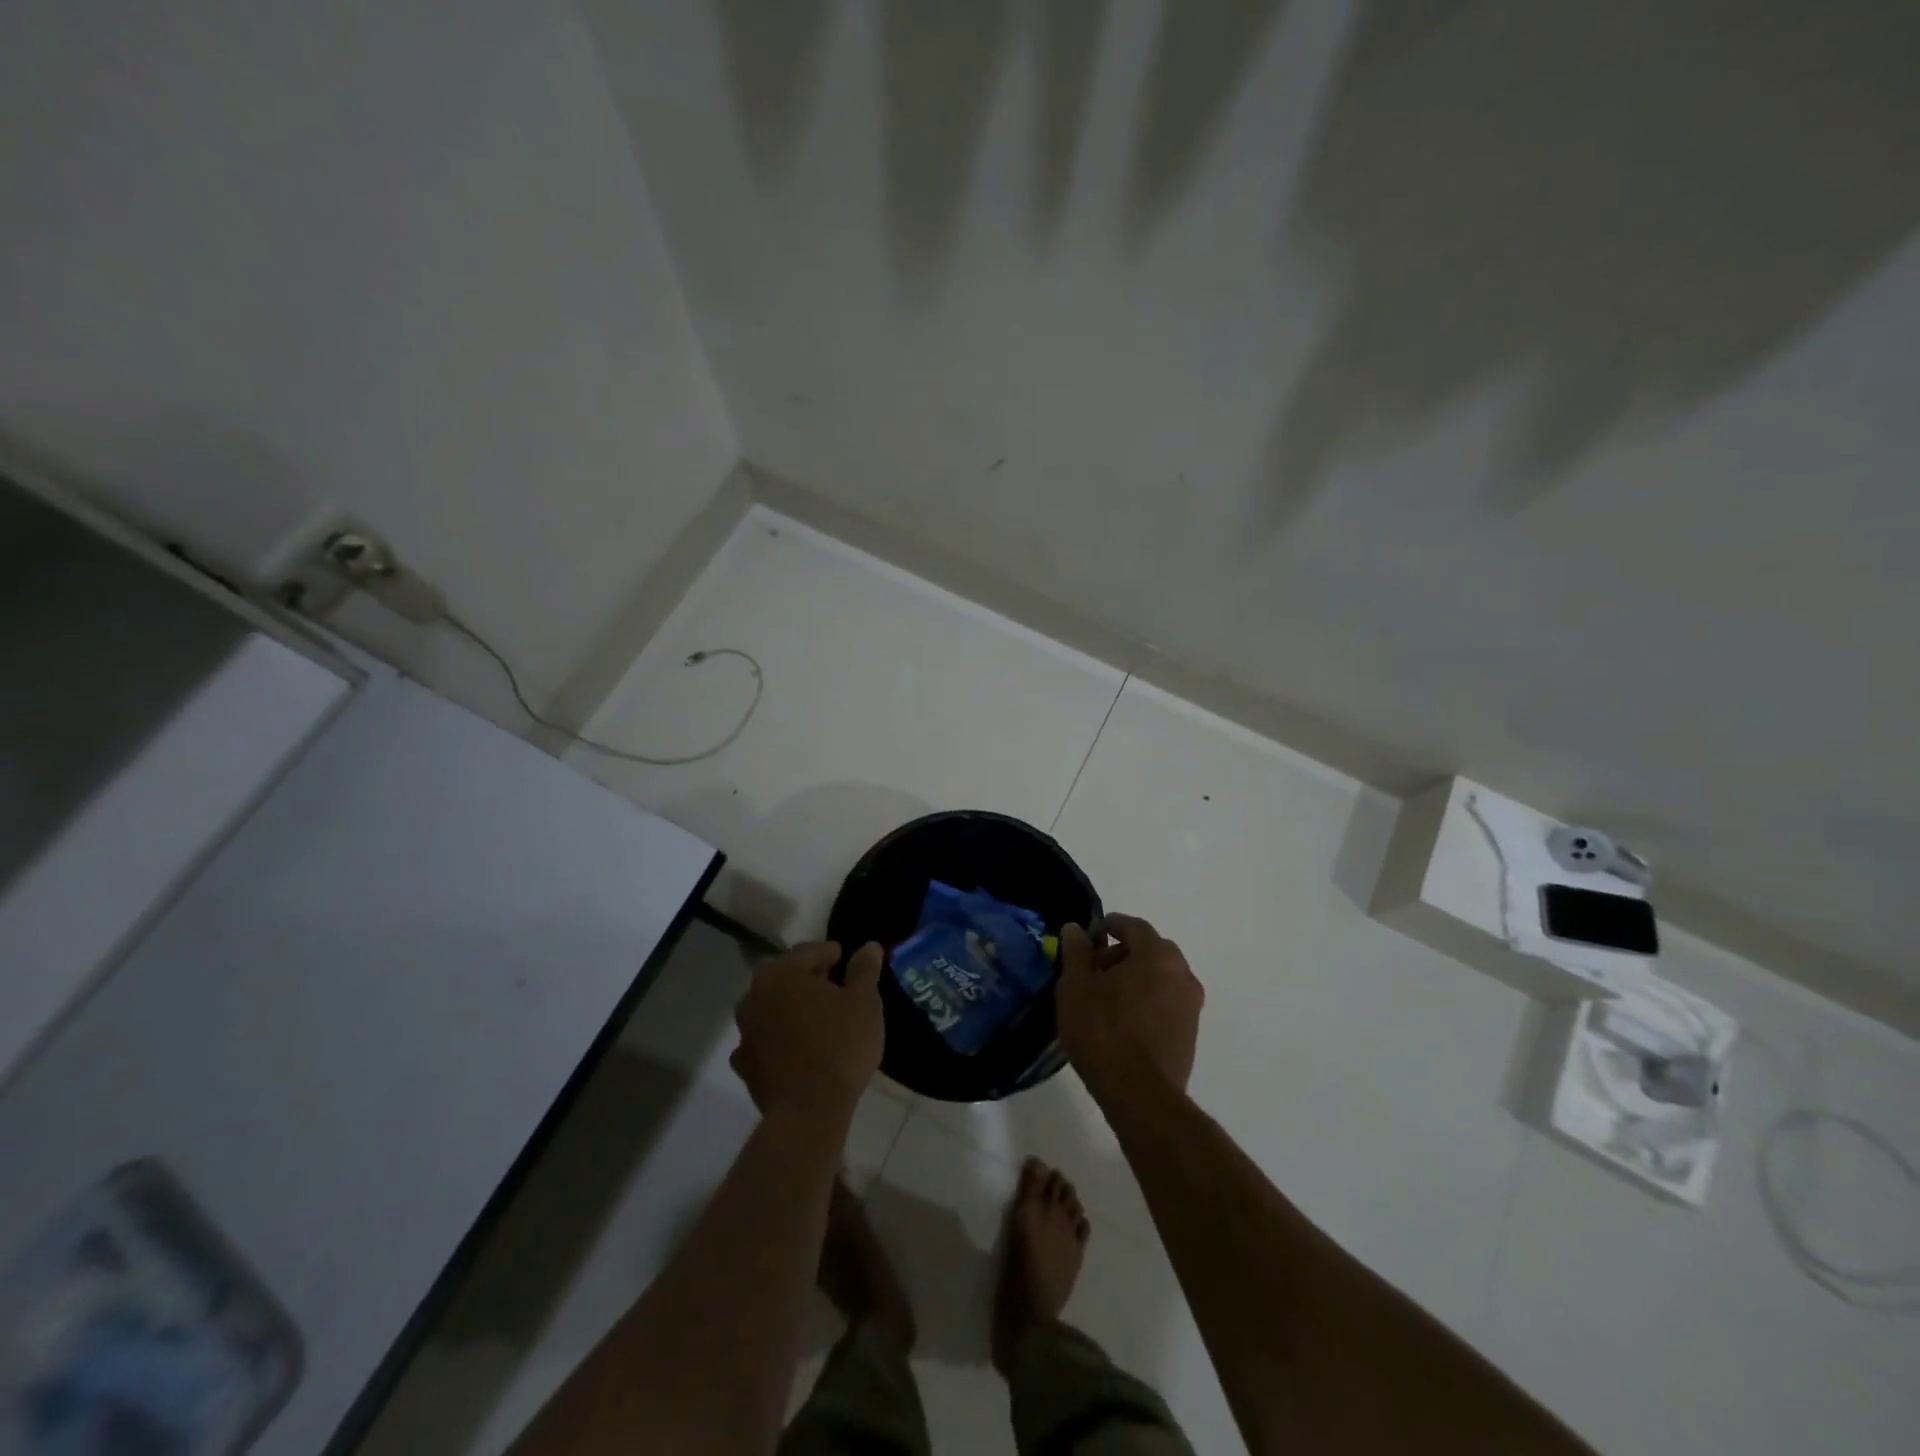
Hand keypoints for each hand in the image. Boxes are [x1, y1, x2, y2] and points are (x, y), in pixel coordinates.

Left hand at [731, 940, 885, 1124]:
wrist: (809, 1111)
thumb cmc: (840, 1045)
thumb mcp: (864, 1002)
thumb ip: (864, 970)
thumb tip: (869, 946)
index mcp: (781, 973)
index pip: (808, 952)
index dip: (830, 954)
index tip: (845, 960)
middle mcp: (754, 996)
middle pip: (785, 978)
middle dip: (808, 979)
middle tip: (835, 988)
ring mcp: (745, 1032)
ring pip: (772, 1008)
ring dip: (791, 1008)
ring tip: (818, 1019)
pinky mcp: (745, 1065)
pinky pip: (764, 1041)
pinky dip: (778, 1039)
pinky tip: (797, 1048)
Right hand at [1056, 914, 1202, 1107]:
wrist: (1141, 1095)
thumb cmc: (1103, 1031)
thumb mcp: (1075, 987)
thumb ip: (1076, 953)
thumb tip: (1076, 929)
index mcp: (1156, 954)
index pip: (1133, 926)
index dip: (1109, 926)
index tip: (1088, 939)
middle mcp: (1182, 972)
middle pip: (1150, 950)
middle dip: (1121, 953)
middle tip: (1093, 971)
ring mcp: (1191, 1004)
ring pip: (1160, 976)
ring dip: (1135, 978)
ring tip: (1105, 999)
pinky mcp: (1191, 1033)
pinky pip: (1166, 1002)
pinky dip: (1147, 1000)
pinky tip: (1123, 1021)